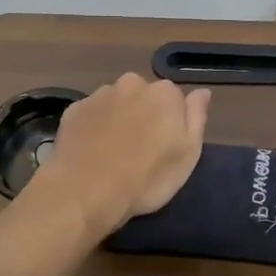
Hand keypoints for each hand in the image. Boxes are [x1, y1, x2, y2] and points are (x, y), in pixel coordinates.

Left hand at [34, 73, 210, 234]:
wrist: (87, 191)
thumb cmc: (147, 177)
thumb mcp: (188, 154)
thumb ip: (196, 117)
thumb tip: (202, 92)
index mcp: (165, 93)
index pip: (175, 99)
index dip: (172, 122)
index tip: (166, 146)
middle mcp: (132, 84)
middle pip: (144, 96)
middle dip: (144, 115)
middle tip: (140, 150)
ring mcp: (99, 95)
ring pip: (116, 102)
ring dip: (118, 119)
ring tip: (114, 152)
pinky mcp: (73, 110)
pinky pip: (92, 114)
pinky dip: (94, 127)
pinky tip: (93, 151)